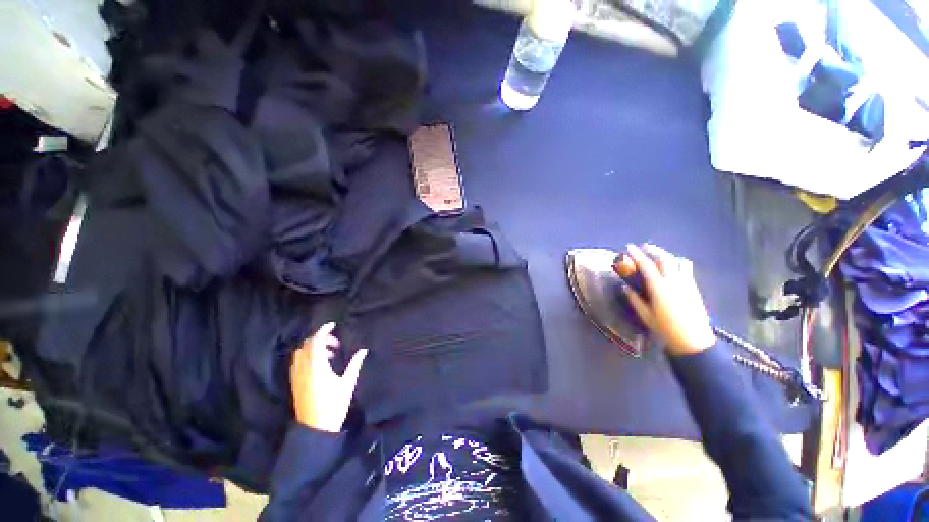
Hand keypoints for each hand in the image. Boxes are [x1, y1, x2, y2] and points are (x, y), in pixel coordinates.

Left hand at [290, 322, 367, 432]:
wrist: (315, 429)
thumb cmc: (334, 405)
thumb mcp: (347, 383)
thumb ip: (355, 364)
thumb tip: (363, 350)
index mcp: (317, 366)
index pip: (316, 341)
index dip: (323, 330)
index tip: (333, 325)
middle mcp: (304, 368)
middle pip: (307, 344)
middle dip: (321, 339)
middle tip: (336, 345)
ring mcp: (297, 376)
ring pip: (300, 353)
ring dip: (313, 348)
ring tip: (328, 355)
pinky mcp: (295, 383)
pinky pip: (297, 362)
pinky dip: (307, 356)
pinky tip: (318, 364)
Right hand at [616, 244, 715, 355]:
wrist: (693, 341)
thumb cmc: (665, 329)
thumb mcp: (645, 315)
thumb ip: (635, 299)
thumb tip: (625, 287)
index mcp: (659, 288)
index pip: (647, 265)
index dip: (637, 255)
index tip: (629, 247)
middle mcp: (674, 281)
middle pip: (665, 258)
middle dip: (653, 250)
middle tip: (644, 247)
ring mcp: (687, 283)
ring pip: (679, 261)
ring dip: (667, 255)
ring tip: (659, 255)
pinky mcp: (694, 288)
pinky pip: (686, 268)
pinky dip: (677, 262)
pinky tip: (671, 267)